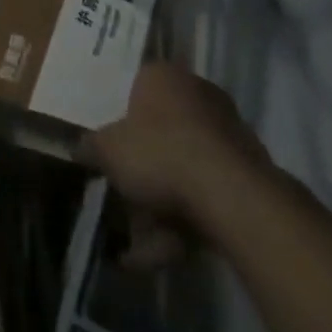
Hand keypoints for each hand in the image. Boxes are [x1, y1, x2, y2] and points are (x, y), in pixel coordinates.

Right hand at [79, 62, 270, 270]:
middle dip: (142, 172)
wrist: (230, 196)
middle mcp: (199, 95)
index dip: (121, 120)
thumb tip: (82, 148)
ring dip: (160, 207)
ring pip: (184, 169)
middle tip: (123, 197)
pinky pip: (207, 195)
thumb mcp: (106, 149)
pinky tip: (162, 254)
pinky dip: (185, 222)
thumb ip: (91, 146)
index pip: (135, 89)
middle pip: (161, 133)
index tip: (112, 148)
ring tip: (136, 248)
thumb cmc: (159, 153)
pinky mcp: (250, 173)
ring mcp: (229, 134)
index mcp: (163, 77)